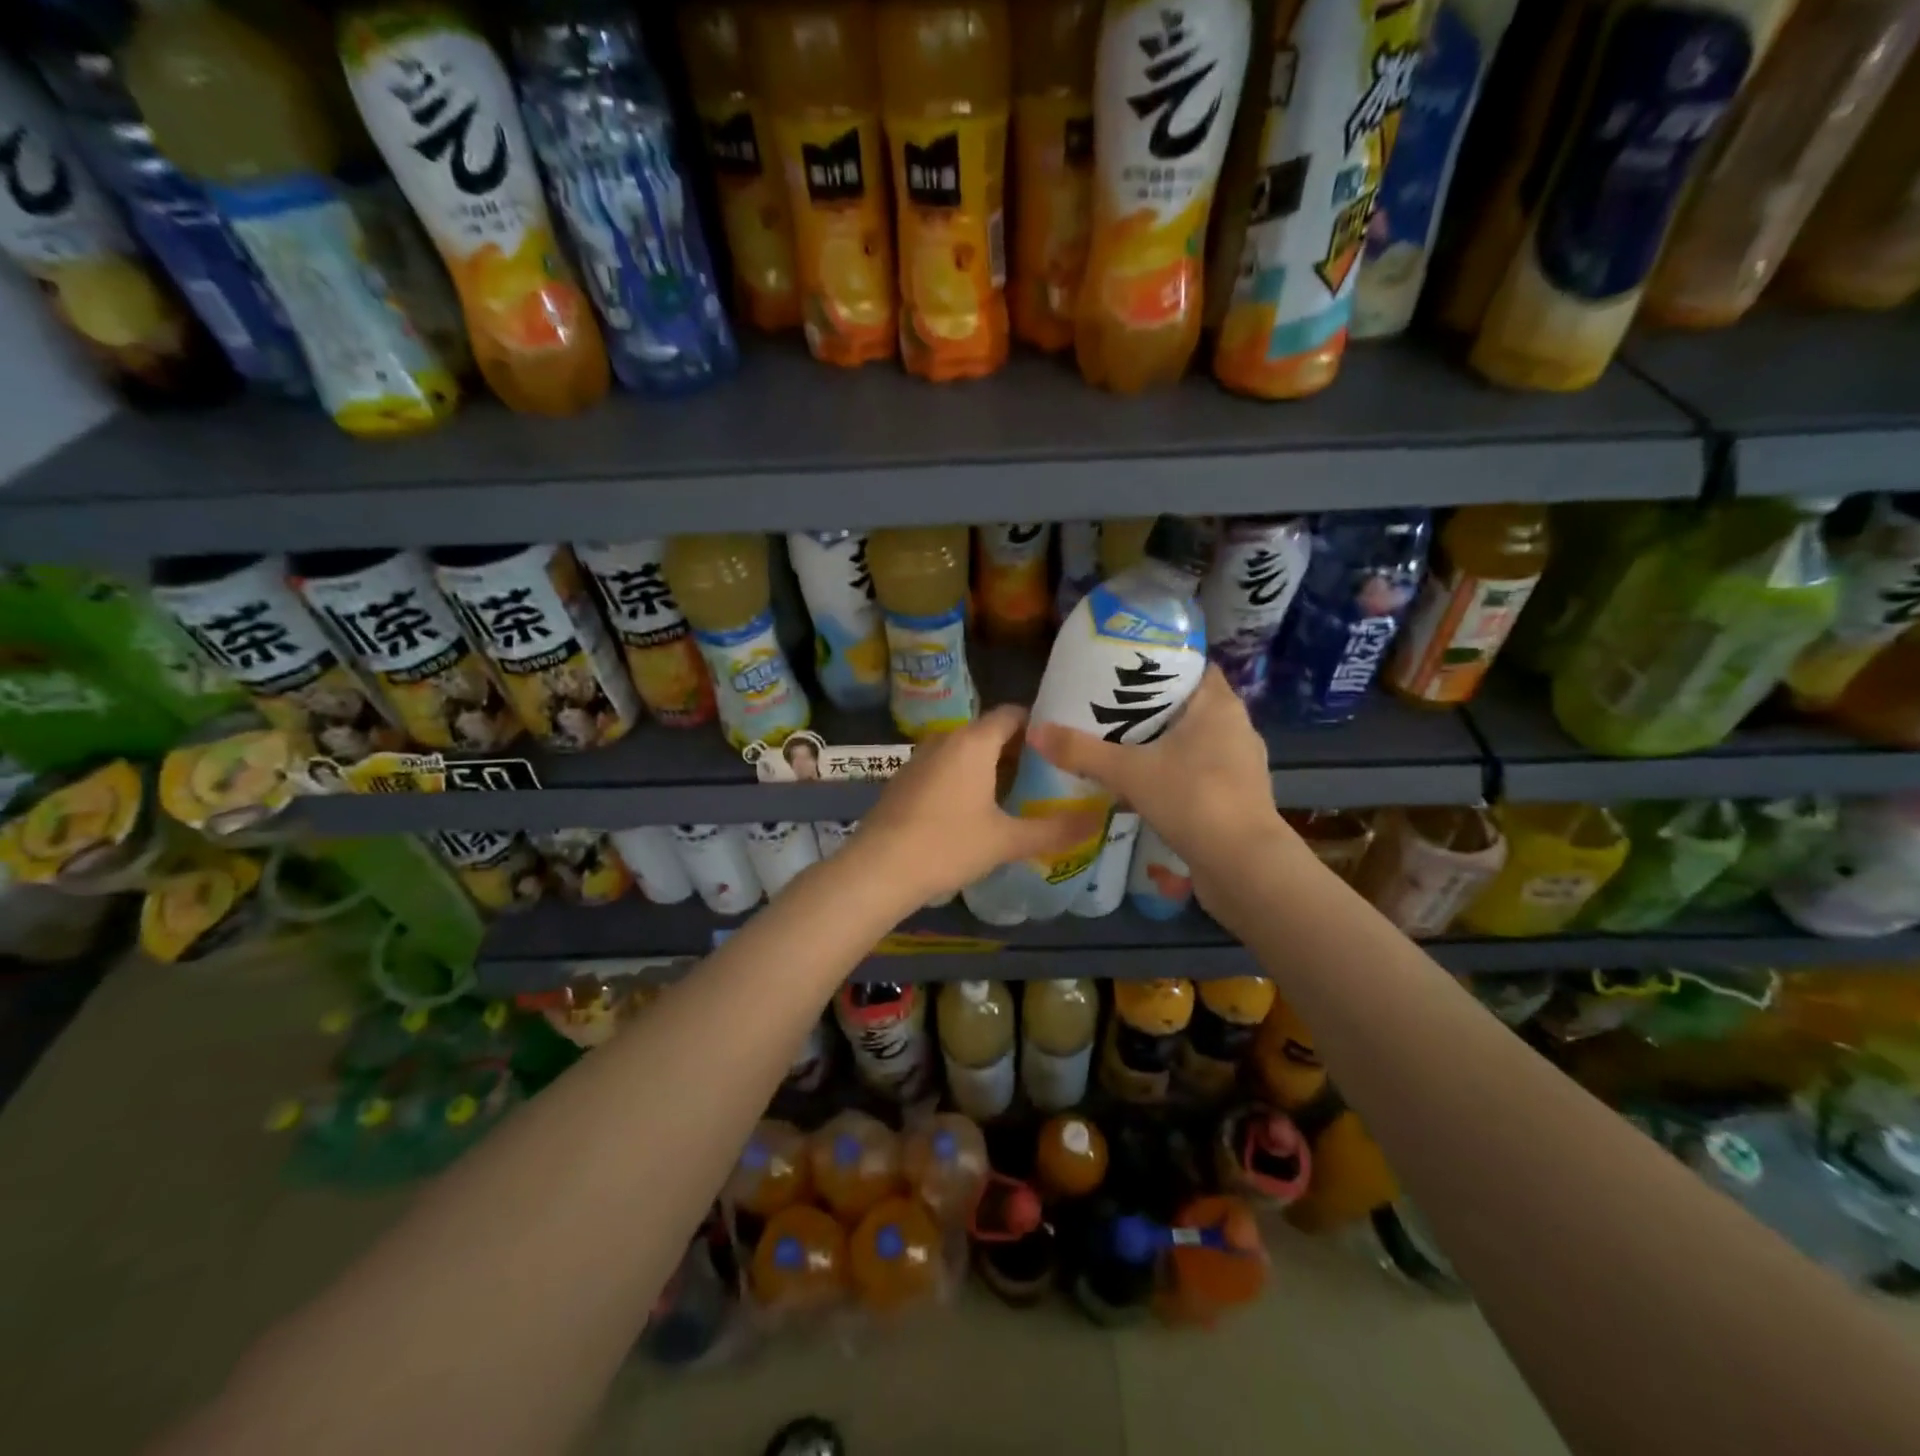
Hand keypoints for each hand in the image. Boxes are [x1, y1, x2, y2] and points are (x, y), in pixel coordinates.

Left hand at [848, 706, 1106, 907]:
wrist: (878, 869)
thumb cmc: (947, 846)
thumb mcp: (1006, 840)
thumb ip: (1054, 830)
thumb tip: (1100, 821)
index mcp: (973, 742)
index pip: (1013, 714)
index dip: (1040, 724)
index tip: (1064, 744)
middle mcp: (946, 739)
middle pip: (990, 732)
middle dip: (1020, 749)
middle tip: (1051, 772)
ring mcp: (921, 758)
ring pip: (966, 751)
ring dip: (992, 765)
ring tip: (1022, 790)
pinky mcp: (906, 779)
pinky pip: (946, 767)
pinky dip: (967, 777)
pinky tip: (980, 808)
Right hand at [1027, 666, 1293, 888]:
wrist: (1243, 865)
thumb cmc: (1192, 799)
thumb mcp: (1129, 772)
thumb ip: (1081, 751)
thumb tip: (1035, 731)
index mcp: (1218, 705)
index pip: (1194, 667)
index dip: (1162, 664)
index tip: (1126, 671)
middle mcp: (1236, 727)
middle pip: (1191, 704)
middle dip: (1154, 707)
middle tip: (1111, 708)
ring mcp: (1242, 764)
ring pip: (1197, 740)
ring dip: (1166, 742)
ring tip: (1124, 746)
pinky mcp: (1239, 796)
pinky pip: (1202, 771)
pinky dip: (1178, 772)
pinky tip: (1148, 785)